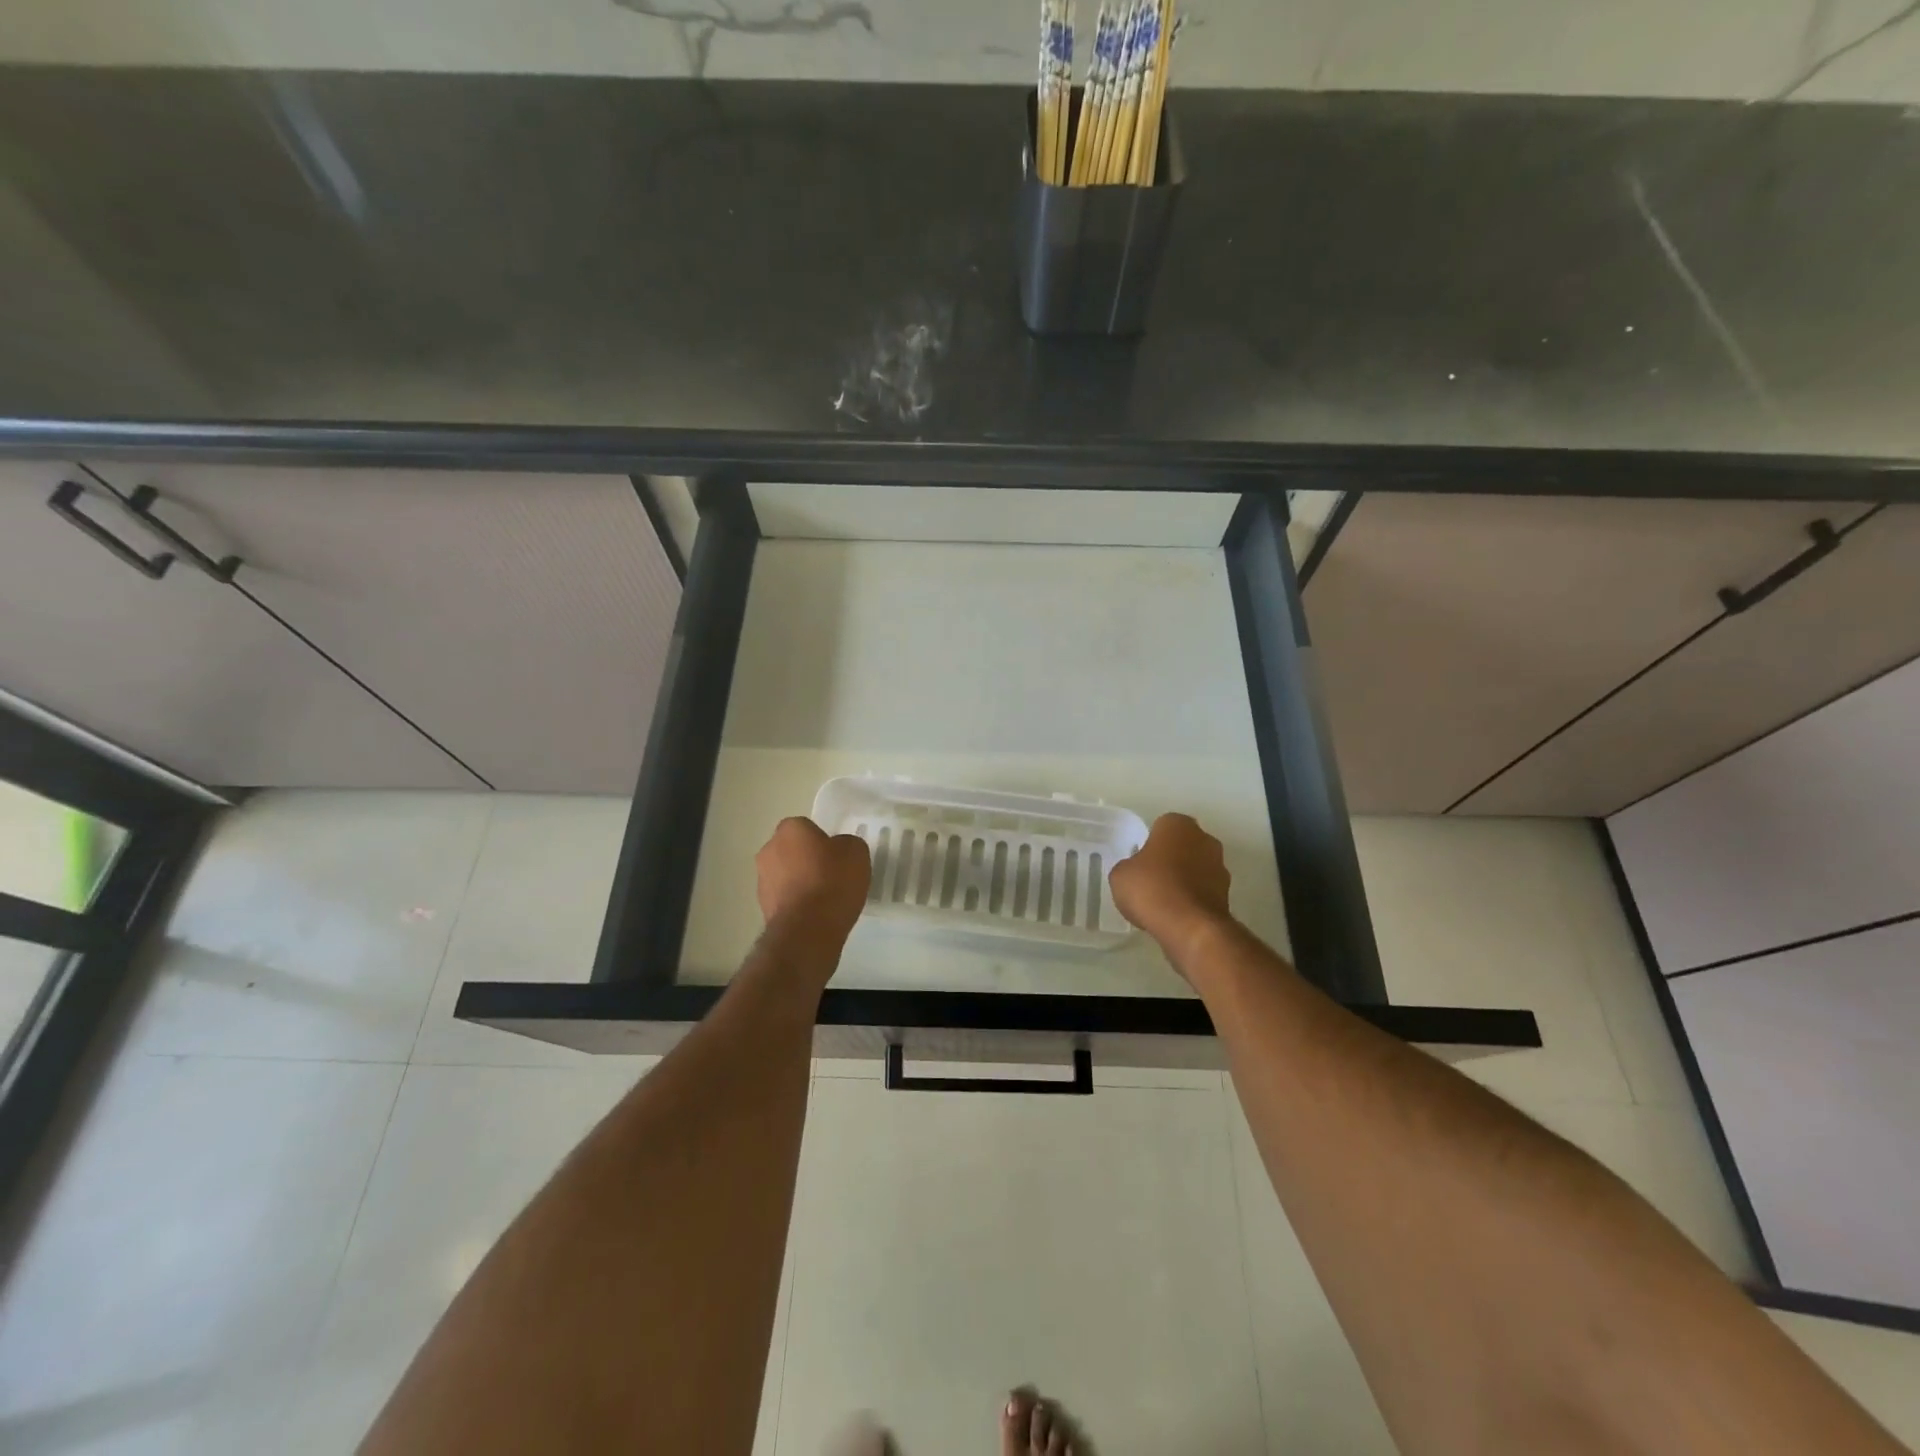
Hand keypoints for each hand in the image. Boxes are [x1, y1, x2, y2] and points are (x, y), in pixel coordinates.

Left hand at [755, 817, 870, 945]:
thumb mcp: (856, 852)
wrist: (809, 929)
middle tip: (831, 874)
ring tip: (825, 899)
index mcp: (790, 829)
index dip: (822, 840)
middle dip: (807, 859)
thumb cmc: (833, 881)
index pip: (806, 827)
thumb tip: (838, 849)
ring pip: (785, 874)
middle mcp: (769, 849)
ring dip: (800, 882)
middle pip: (792, 850)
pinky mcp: (763, 908)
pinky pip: (785, 898)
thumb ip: (846, 844)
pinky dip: (797, 903)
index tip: (836, 855)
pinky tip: (815, 914)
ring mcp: (762, 880)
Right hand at [1109, 813, 1232, 966]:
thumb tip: (1137, 872)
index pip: (1160, 827)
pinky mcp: (1228, 894)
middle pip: (1182, 845)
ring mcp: (1220, 866)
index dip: (1149, 844)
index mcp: (1177, 824)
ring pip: (1196, 868)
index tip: (1139, 862)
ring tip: (1164, 901)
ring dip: (1185, 879)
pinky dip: (1193, 899)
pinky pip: (1203, 891)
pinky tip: (1177, 914)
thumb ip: (1129, 866)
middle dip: (1170, 858)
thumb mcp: (1120, 875)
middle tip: (1150, 879)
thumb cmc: (1150, 888)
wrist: (1189, 926)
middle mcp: (1204, 838)